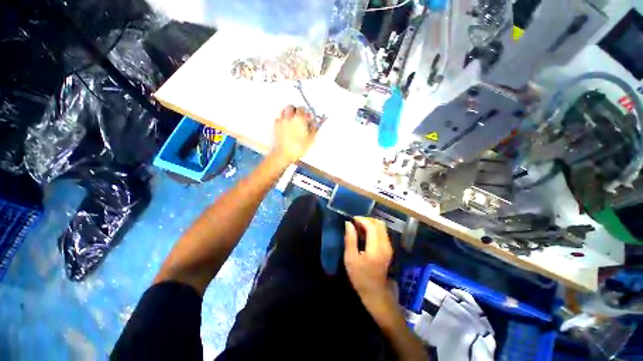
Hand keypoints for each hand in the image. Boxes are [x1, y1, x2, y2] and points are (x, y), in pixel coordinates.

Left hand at [272, 105, 316, 163]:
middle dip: (295, 110)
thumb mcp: (310, 140)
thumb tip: (314, 125)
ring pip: (283, 111)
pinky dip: (282, 119)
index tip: (307, 116)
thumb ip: (313, 130)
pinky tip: (285, 125)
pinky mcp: (275, 127)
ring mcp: (281, 121)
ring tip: (291, 119)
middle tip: (299, 116)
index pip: (301, 108)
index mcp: (299, 119)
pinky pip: (278, 118)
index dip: (305, 112)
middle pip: (291, 107)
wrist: (284, 154)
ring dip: (288, 112)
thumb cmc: (298, 147)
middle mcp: (289, 117)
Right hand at [344, 217, 395, 318]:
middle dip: (366, 220)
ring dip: (370, 223)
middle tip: (355, 223)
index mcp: (376, 248)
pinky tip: (365, 234)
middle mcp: (385, 245)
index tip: (352, 220)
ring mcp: (389, 247)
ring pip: (382, 227)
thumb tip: (348, 223)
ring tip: (359, 228)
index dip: (362, 219)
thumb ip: (350, 239)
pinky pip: (382, 232)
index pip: (372, 226)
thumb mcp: (350, 259)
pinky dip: (374, 229)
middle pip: (379, 223)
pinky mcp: (389, 248)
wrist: (376, 293)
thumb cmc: (360, 277)